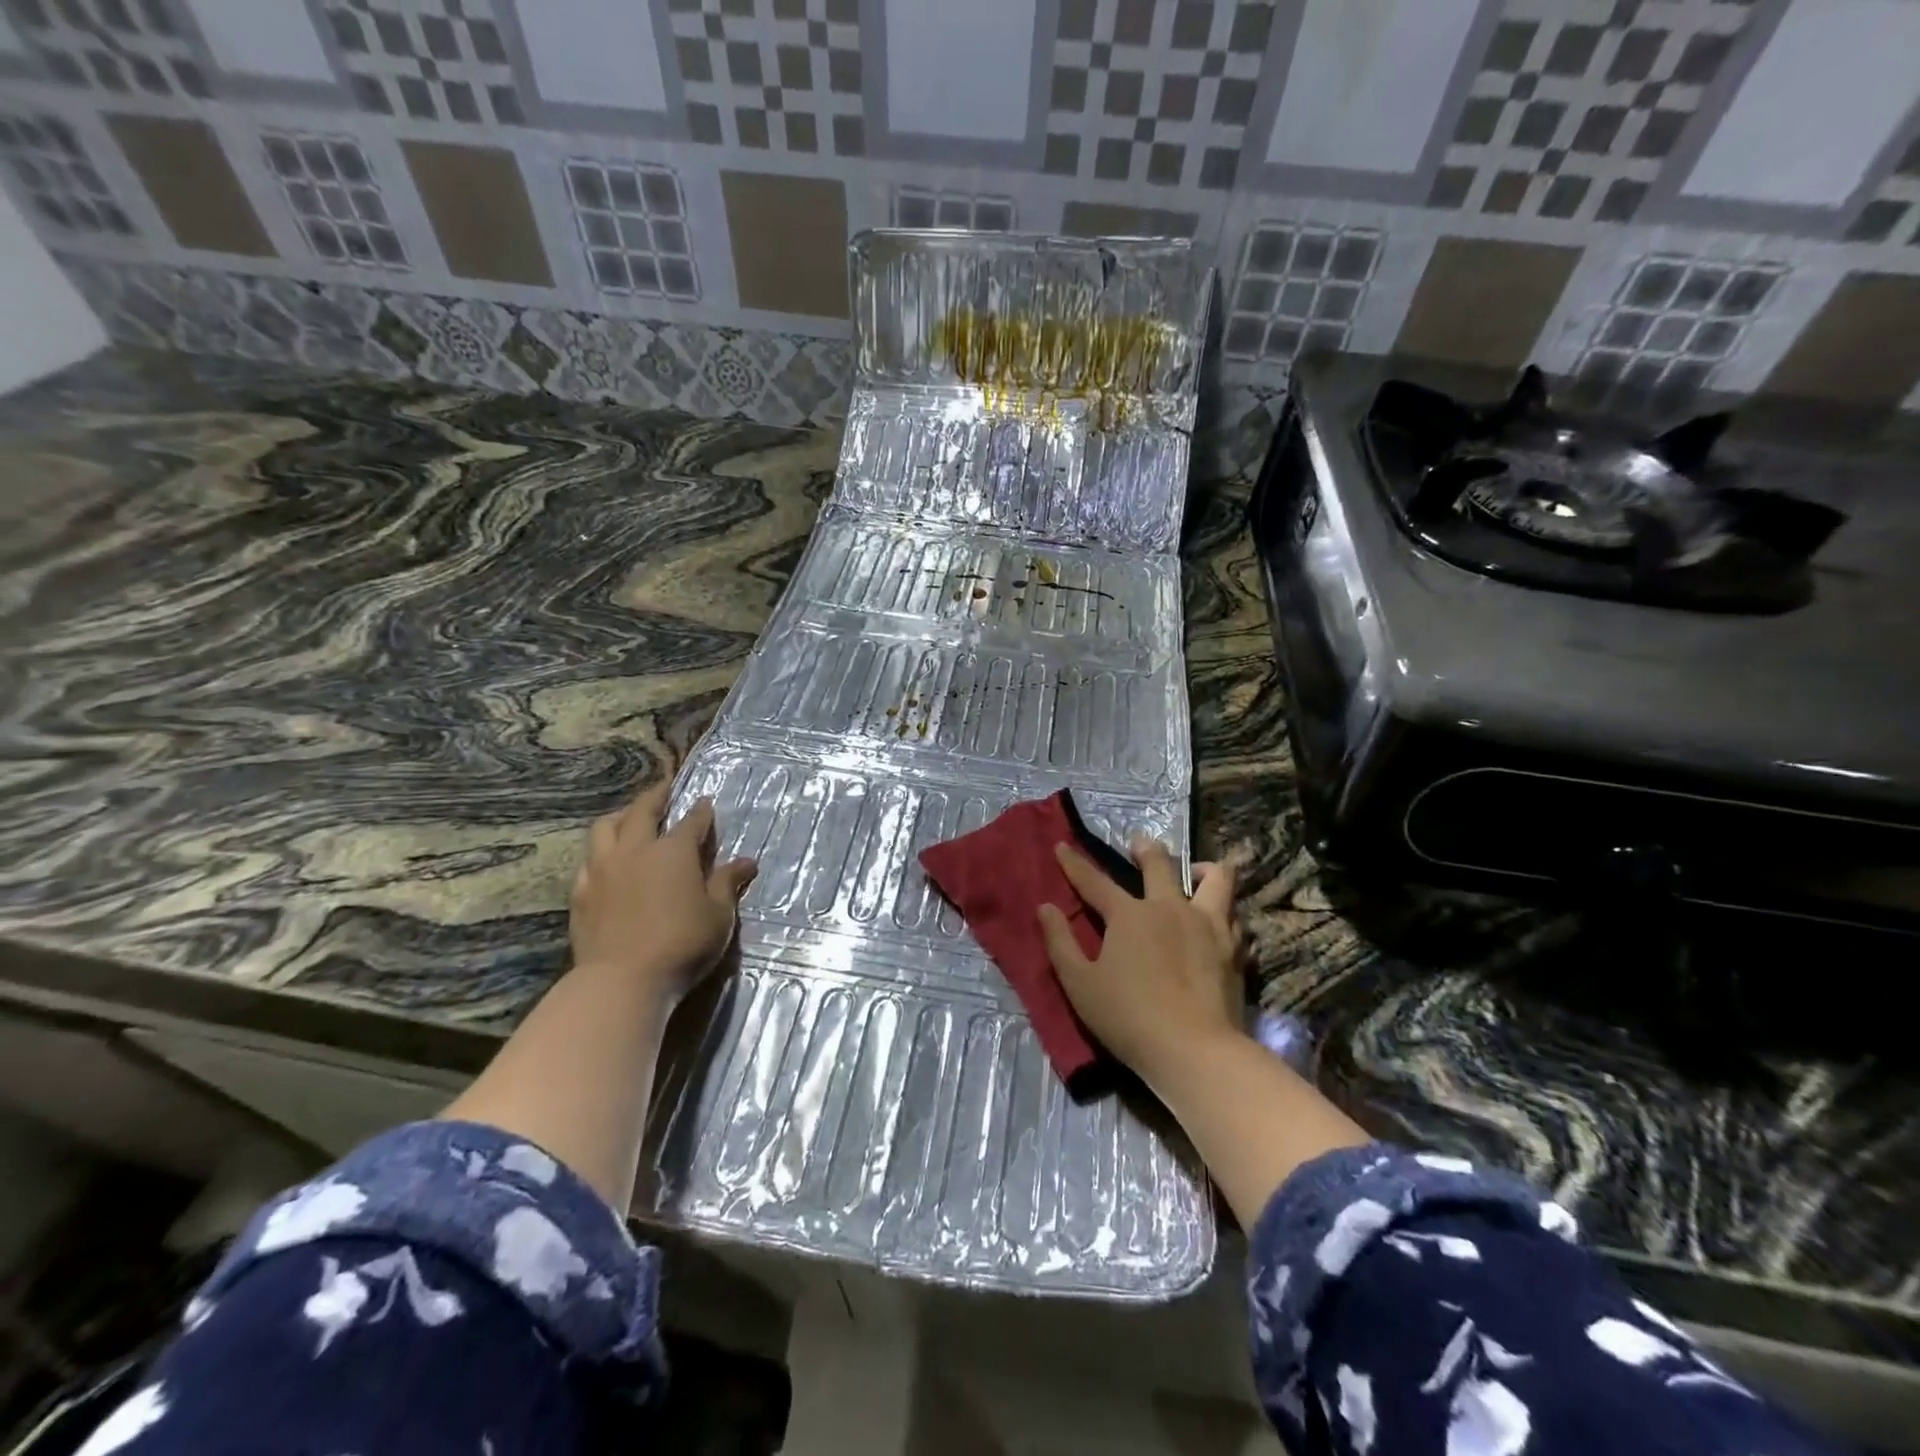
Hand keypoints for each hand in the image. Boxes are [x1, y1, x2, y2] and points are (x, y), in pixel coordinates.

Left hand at [569, 779, 756, 1003]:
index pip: (691, 821)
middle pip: (642, 811)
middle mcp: (635, 850)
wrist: (622, 980)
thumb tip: (747, 861)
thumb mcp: (718, 915)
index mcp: (673, 851)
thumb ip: (728, 884)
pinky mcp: (580, 893)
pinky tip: (605, 863)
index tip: (706, 801)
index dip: (701, 810)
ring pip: (605, 828)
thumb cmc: (682, 943)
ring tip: (629, 818)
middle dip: (656, 795)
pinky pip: (588, 861)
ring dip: (620, 817)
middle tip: (665, 787)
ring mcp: (602, 870)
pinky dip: (600, 853)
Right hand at [1038, 840, 1245, 1084]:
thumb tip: (1045, 908)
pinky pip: (1233, 915)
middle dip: (1146, 848)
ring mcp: (1208, 925)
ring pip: (1217, 879)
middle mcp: (1170, 908)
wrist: (1195, 1052)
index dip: (1074, 864)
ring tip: (1196, 874)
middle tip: (1139, 844)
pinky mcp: (1234, 949)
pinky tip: (1218, 921)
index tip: (1061, 846)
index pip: (1094, 881)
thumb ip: (1060, 943)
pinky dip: (1223, 911)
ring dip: (1203, 870)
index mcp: (1130, 915)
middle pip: (1160, 864)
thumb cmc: (1128, 1018)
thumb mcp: (1079, 984)